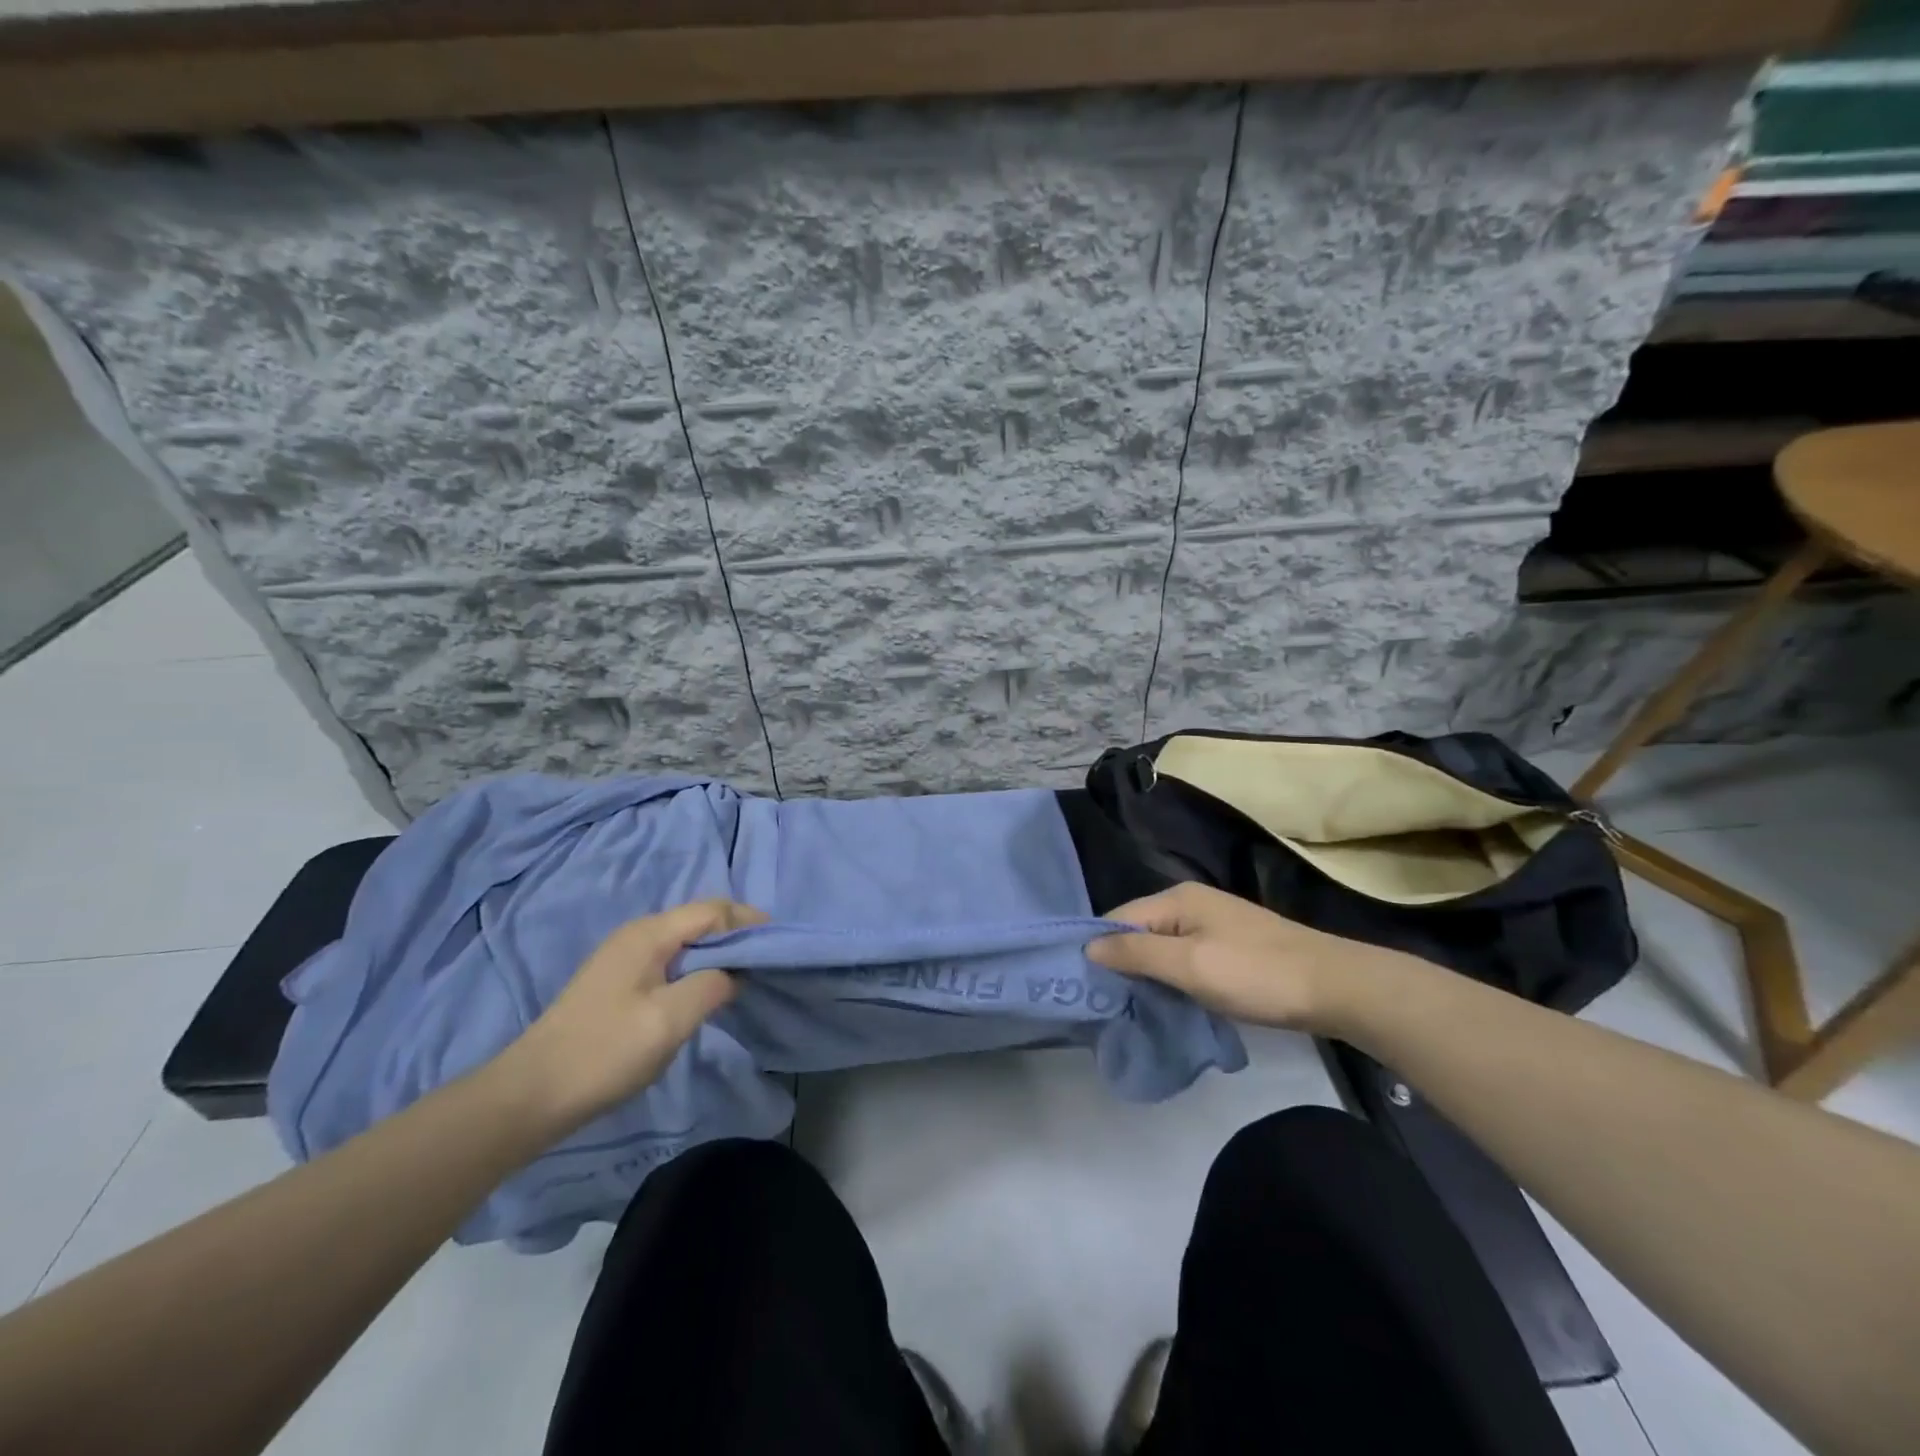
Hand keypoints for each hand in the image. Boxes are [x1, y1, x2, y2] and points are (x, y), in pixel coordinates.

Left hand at [496, 899, 766, 1130]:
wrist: (531, 1095)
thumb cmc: (604, 1053)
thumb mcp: (668, 1020)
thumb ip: (712, 986)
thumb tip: (735, 973)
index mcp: (650, 934)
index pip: (714, 910)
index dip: (749, 921)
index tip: (779, 946)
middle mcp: (638, 934)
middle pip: (700, 920)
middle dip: (737, 935)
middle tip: (767, 963)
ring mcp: (625, 957)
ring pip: (687, 941)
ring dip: (719, 953)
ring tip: (745, 978)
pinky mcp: (619, 981)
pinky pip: (672, 960)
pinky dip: (698, 968)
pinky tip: (707, 993)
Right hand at [1088, 882, 1407, 1033]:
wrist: (1335, 987)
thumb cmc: (1256, 974)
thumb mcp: (1189, 965)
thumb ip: (1136, 953)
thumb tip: (1088, 946)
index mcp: (1176, 899)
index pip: (1117, 919)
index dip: (1099, 950)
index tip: (1084, 989)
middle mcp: (1190, 903)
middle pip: (1138, 931)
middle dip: (1122, 964)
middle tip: (1107, 1005)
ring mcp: (1213, 923)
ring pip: (1162, 947)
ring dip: (1148, 975)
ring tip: (1132, 1009)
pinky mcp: (1230, 946)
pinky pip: (1185, 957)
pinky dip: (1173, 978)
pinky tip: (1171, 1001)